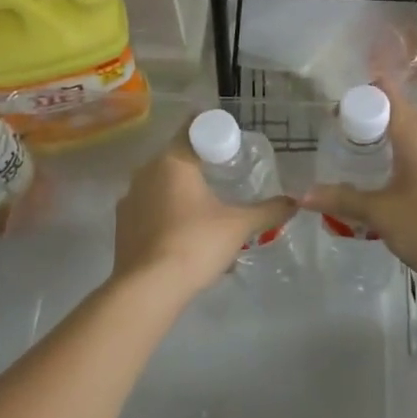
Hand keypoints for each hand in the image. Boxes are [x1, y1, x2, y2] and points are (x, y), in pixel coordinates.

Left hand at [111, 125, 294, 301]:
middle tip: (226, 177)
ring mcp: (130, 199)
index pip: (192, 128)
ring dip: (183, 193)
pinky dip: (168, 215)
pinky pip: (150, 209)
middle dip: (200, 166)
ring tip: (208, 213)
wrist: (148, 289)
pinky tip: (185, 237)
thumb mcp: (239, 226)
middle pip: (177, 157)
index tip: (230, 141)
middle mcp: (146, 172)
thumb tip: (294, 202)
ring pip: (162, 185)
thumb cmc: (195, 244)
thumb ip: (268, 211)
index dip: (212, 130)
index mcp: (172, 161)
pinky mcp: (122, 225)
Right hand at [301, 82, 416, 292]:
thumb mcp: (380, 214)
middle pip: (399, 113)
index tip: (337, 113)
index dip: (360, 95)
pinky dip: (410, 158)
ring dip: (391, 142)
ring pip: (415, 135)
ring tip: (366, 163)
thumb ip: (342, 200)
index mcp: (416, 133)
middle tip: (342, 143)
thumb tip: (302, 194)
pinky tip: (400, 180)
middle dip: (370, 122)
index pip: (386, 93)